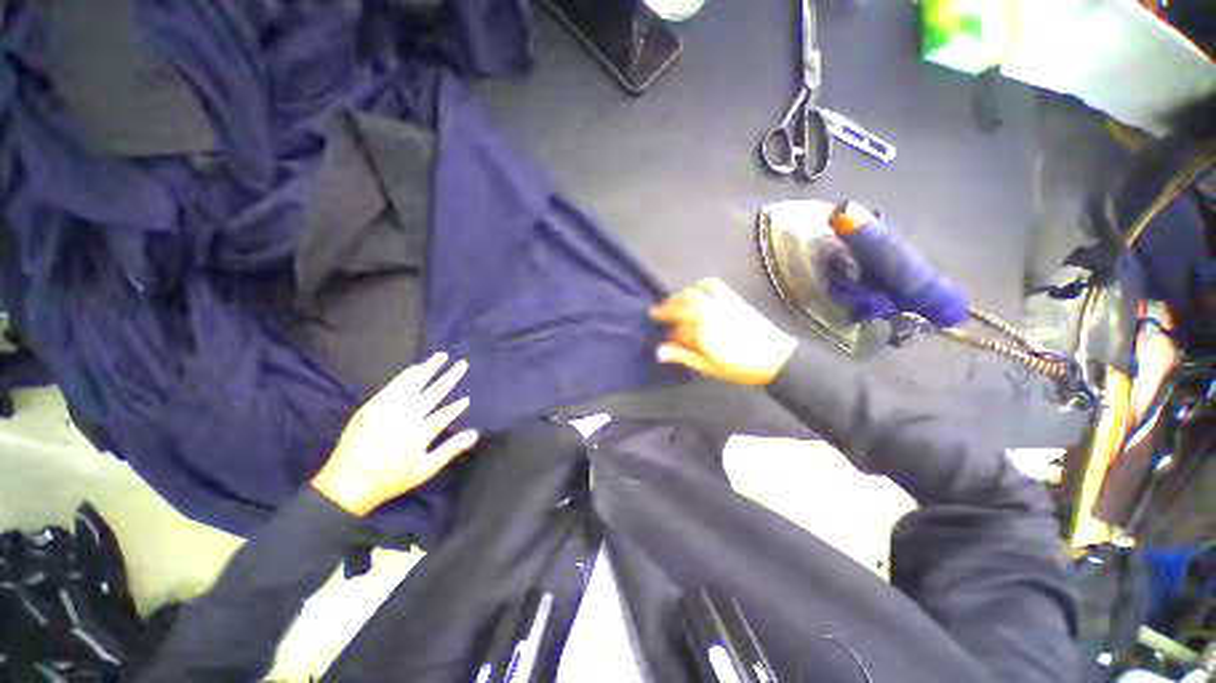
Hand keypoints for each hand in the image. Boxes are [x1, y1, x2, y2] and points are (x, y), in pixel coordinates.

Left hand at [312, 353, 478, 516]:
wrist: (347, 483)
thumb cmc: (390, 479)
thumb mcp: (425, 468)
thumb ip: (451, 449)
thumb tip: (475, 434)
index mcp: (422, 431)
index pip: (446, 413)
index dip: (458, 406)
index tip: (467, 399)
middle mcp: (408, 415)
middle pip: (434, 391)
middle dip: (450, 377)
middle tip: (462, 363)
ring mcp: (389, 408)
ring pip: (413, 383)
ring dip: (429, 368)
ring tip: (440, 356)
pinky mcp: (373, 406)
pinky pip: (393, 385)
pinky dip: (406, 375)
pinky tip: (415, 368)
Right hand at [650, 278, 796, 385]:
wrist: (776, 358)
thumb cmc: (740, 368)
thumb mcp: (708, 368)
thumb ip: (682, 356)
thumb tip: (658, 351)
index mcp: (700, 335)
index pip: (675, 330)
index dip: (668, 334)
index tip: (664, 337)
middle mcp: (706, 315)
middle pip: (678, 308)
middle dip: (664, 310)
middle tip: (654, 312)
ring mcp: (719, 303)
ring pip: (690, 295)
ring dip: (676, 298)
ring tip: (669, 303)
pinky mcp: (731, 297)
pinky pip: (710, 284)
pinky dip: (698, 285)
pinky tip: (693, 291)